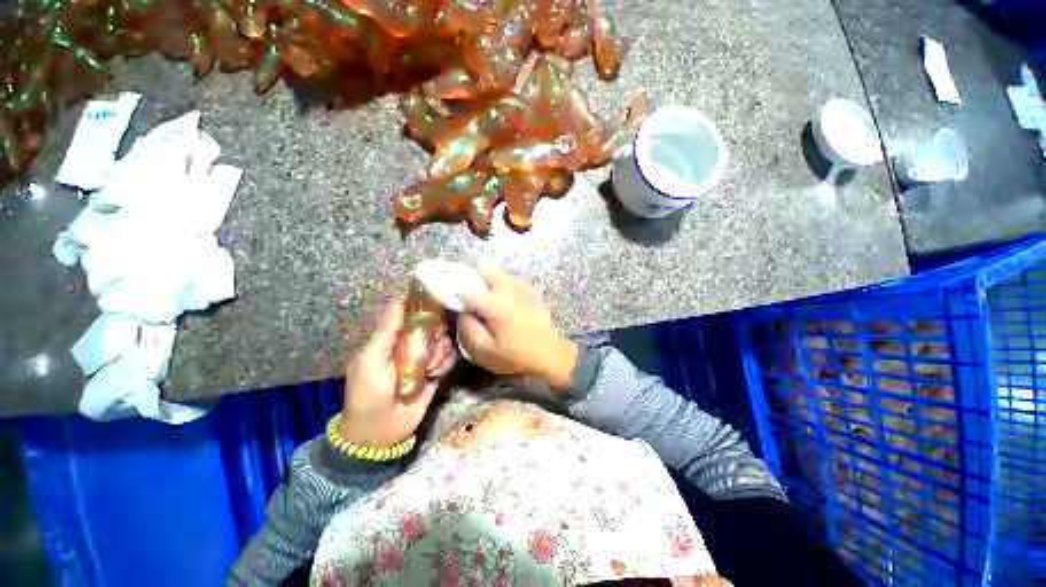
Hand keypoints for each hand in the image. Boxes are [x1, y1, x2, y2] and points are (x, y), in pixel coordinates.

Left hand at [340, 300, 455, 447]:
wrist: (380, 433)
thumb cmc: (368, 393)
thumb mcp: (371, 359)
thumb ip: (386, 331)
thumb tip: (398, 300)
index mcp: (392, 337)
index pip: (409, 312)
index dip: (422, 304)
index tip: (434, 302)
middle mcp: (411, 343)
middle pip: (433, 323)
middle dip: (435, 332)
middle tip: (430, 344)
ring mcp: (426, 357)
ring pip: (444, 340)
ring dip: (440, 350)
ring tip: (429, 366)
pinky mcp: (438, 371)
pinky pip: (450, 357)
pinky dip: (446, 362)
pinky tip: (436, 373)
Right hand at [457, 267, 578, 388]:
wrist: (549, 354)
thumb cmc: (515, 355)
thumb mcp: (485, 351)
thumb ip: (467, 328)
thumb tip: (461, 311)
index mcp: (495, 304)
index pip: (466, 287)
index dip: (455, 292)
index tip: (453, 301)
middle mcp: (508, 288)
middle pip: (483, 270)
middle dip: (472, 281)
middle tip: (471, 300)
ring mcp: (522, 286)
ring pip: (497, 272)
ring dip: (487, 281)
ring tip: (488, 301)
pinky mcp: (530, 289)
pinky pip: (511, 278)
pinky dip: (503, 284)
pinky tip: (505, 301)